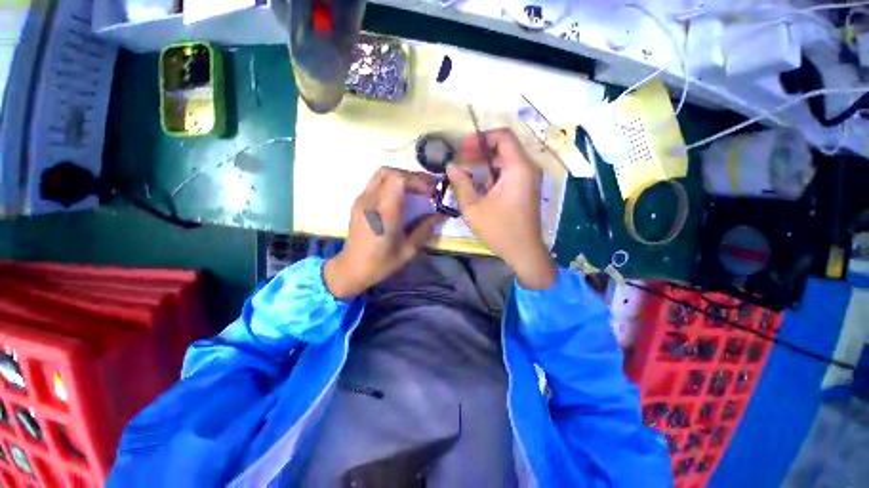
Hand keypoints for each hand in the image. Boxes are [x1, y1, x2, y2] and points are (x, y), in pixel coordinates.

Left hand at [324, 167, 446, 299]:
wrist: (352, 268)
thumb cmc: (381, 263)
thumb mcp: (408, 250)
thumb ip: (425, 229)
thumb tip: (442, 215)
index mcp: (382, 214)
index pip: (398, 180)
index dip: (417, 181)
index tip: (431, 192)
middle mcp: (369, 201)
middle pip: (390, 172)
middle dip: (411, 177)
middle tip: (427, 189)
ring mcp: (361, 200)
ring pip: (382, 174)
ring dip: (401, 177)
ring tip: (416, 190)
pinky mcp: (359, 202)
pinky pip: (377, 182)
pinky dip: (392, 183)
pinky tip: (402, 196)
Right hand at [447, 128, 555, 289]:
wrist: (524, 251)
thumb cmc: (499, 230)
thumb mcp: (473, 207)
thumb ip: (461, 184)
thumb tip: (451, 167)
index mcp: (518, 168)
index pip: (503, 136)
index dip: (480, 138)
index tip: (462, 148)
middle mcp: (528, 168)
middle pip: (504, 146)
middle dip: (480, 150)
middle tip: (460, 159)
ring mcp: (530, 178)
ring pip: (506, 159)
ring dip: (485, 162)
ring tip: (466, 172)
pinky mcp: (527, 188)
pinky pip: (509, 171)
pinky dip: (493, 173)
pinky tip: (479, 184)